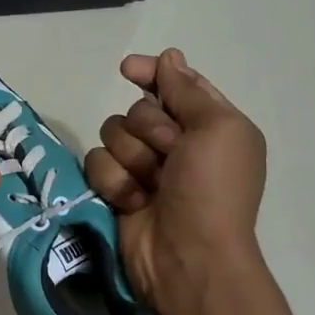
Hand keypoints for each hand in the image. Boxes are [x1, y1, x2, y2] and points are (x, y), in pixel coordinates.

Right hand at [85, 49, 268, 314]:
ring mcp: (144, 168)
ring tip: (150, 186)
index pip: (175, 84)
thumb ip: (188, 91)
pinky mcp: (117, 189)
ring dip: (130, 158)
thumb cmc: (212, 190)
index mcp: (210, 125)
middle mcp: (176, 143)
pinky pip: (97, 163)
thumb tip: (169, 57)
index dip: (151, 73)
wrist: (187, 256)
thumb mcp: (217, 130)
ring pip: (112, 133)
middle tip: (169, 154)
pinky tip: (131, 202)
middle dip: (148, 130)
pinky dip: (113, 181)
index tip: (128, 69)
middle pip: (137, 109)